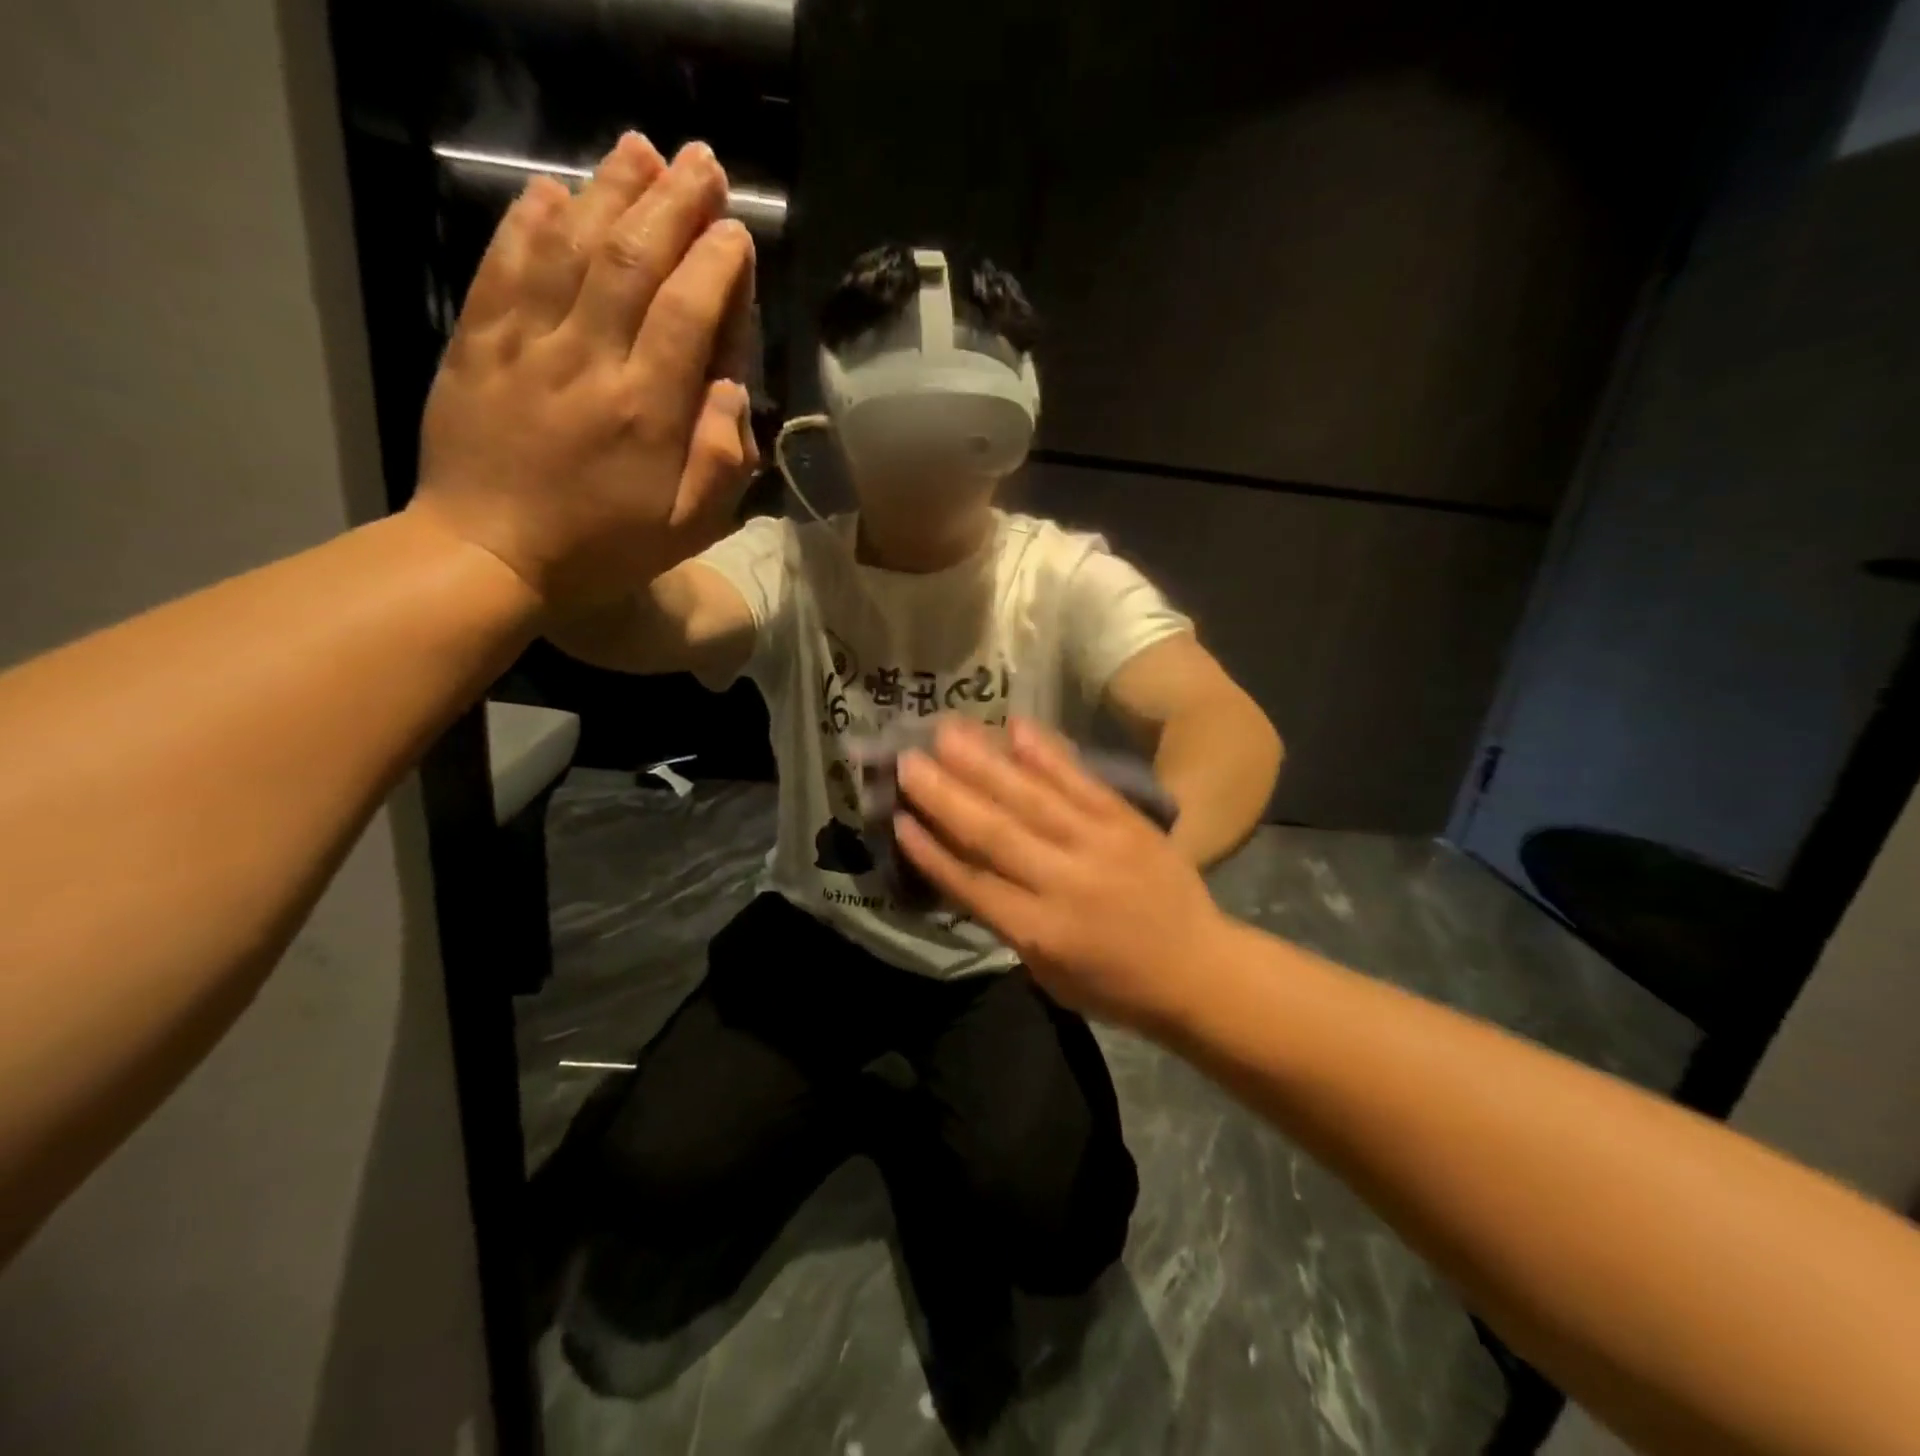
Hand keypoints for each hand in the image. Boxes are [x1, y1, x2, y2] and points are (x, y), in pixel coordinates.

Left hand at [410, 133, 760, 609]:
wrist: (488, 553)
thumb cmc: (602, 549)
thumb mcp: (686, 528)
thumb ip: (721, 460)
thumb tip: (732, 388)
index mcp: (646, 412)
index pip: (687, 313)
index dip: (716, 264)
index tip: (736, 234)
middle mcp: (588, 362)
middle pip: (634, 262)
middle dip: (674, 204)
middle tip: (703, 165)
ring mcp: (526, 345)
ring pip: (572, 247)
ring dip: (610, 191)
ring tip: (642, 151)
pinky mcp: (478, 341)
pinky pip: (504, 265)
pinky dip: (529, 220)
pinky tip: (554, 189)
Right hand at [894, 718, 1233, 1032]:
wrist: (1200, 970)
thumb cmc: (1115, 985)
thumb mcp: (1048, 972)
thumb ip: (1005, 921)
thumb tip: (962, 866)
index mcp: (1039, 931)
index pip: (971, 883)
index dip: (930, 849)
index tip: (896, 816)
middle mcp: (1063, 882)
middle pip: (993, 832)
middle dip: (944, 794)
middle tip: (907, 759)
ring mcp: (1099, 845)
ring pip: (1030, 798)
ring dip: (985, 762)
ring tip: (947, 730)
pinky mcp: (1127, 821)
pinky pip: (1081, 781)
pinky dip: (1047, 753)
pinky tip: (1016, 727)